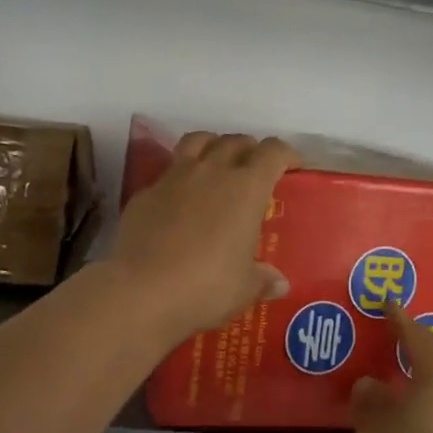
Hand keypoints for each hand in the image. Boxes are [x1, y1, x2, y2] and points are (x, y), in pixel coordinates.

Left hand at [110, 132, 298, 338]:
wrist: (141, 291)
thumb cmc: (206, 287)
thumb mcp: (244, 288)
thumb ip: (262, 279)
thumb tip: (279, 282)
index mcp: (246, 188)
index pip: (272, 152)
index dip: (286, 154)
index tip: (291, 166)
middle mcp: (211, 172)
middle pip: (235, 141)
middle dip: (249, 149)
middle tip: (254, 168)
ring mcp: (173, 178)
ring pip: (197, 142)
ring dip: (212, 146)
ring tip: (216, 164)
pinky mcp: (144, 193)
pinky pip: (167, 172)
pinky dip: (178, 178)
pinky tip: (178, 200)